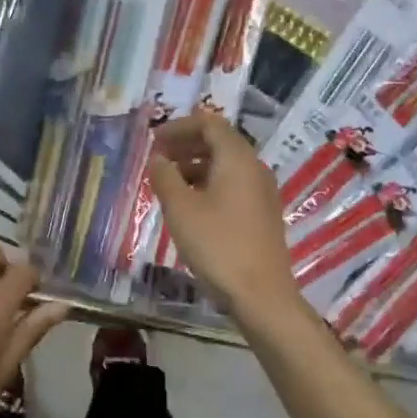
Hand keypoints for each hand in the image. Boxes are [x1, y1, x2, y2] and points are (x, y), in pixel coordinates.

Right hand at [147, 112, 300, 317]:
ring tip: (168, 182)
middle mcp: (255, 168)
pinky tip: (190, 205)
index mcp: (237, 159)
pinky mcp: (262, 214)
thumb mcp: (181, 209)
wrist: (260, 293)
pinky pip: (233, 185)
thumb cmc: (217, 245)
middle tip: (158, 158)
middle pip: (220, 142)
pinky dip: (209, 183)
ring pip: (226, 165)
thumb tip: (158, 159)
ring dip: (196, 165)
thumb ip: (165, 177)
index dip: (179, 126)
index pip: (210, 123)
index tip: (154, 140)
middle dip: (186, 144)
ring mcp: (262, 192)